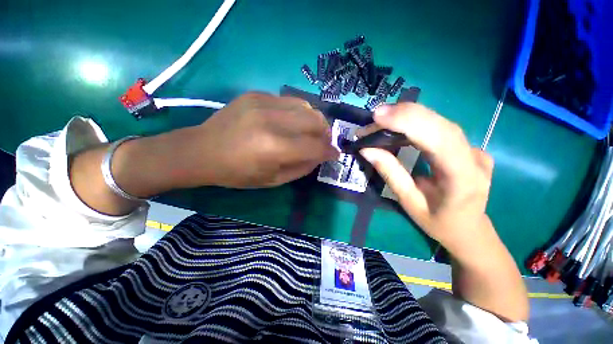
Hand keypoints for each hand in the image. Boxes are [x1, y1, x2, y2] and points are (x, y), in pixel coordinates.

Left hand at [179, 92, 338, 187]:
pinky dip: (298, 113)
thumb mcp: (273, 180)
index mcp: (275, 147)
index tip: (335, 155)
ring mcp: (263, 102)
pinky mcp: (256, 94)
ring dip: (314, 121)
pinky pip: (289, 101)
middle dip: (326, 134)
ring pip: (306, 106)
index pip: (316, 147)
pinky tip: (291, 122)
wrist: (202, 150)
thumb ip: (302, 168)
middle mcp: (272, 120)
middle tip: (323, 143)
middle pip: (316, 121)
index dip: (330, 152)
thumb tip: (319, 156)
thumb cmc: (237, 173)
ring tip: (310, 132)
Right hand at [358, 103, 527, 321]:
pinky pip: (435, 127)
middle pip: (438, 122)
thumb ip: (390, 172)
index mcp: (462, 176)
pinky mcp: (463, 145)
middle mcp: (472, 155)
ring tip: (378, 123)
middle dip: (402, 115)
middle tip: (373, 116)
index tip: (378, 115)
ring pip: (437, 120)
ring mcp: (471, 148)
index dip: (407, 121)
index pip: (437, 137)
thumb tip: (369, 150)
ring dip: (405, 119)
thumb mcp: (410, 203)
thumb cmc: (441, 225)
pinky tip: (395, 128)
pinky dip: (412, 123)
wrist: (474, 235)